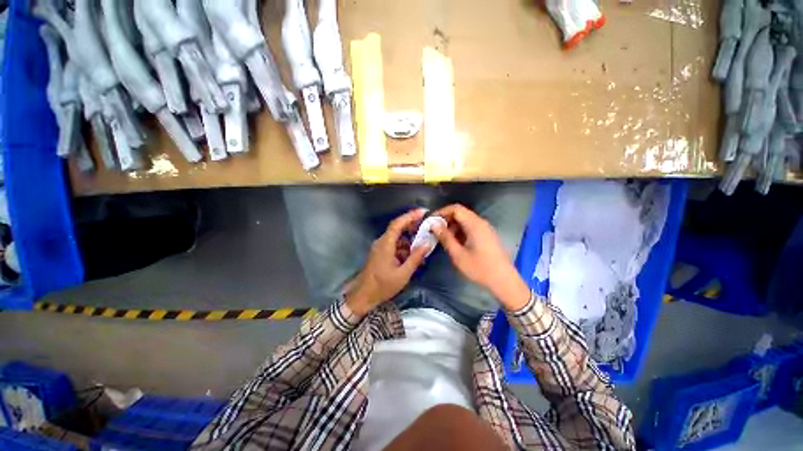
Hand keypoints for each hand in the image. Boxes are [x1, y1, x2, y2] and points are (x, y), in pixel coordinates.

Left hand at [346, 209, 429, 315]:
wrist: (364, 296)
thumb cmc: (383, 285)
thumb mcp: (403, 273)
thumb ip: (415, 258)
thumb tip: (427, 244)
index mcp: (386, 244)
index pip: (397, 224)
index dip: (410, 216)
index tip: (422, 212)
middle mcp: (382, 242)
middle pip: (397, 228)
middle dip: (412, 226)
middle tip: (426, 226)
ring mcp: (380, 247)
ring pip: (397, 238)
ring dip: (409, 239)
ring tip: (423, 243)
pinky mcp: (381, 253)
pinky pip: (394, 245)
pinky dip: (404, 247)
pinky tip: (413, 255)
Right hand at [432, 204, 529, 310]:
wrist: (503, 280)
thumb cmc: (479, 268)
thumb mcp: (458, 254)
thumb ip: (445, 237)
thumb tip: (434, 225)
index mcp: (474, 224)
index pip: (456, 208)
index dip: (442, 212)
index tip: (431, 220)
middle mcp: (481, 222)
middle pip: (461, 213)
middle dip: (446, 219)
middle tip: (435, 229)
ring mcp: (485, 228)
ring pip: (465, 220)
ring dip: (453, 225)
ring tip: (442, 237)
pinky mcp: (486, 235)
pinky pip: (470, 227)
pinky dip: (460, 230)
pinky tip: (454, 241)